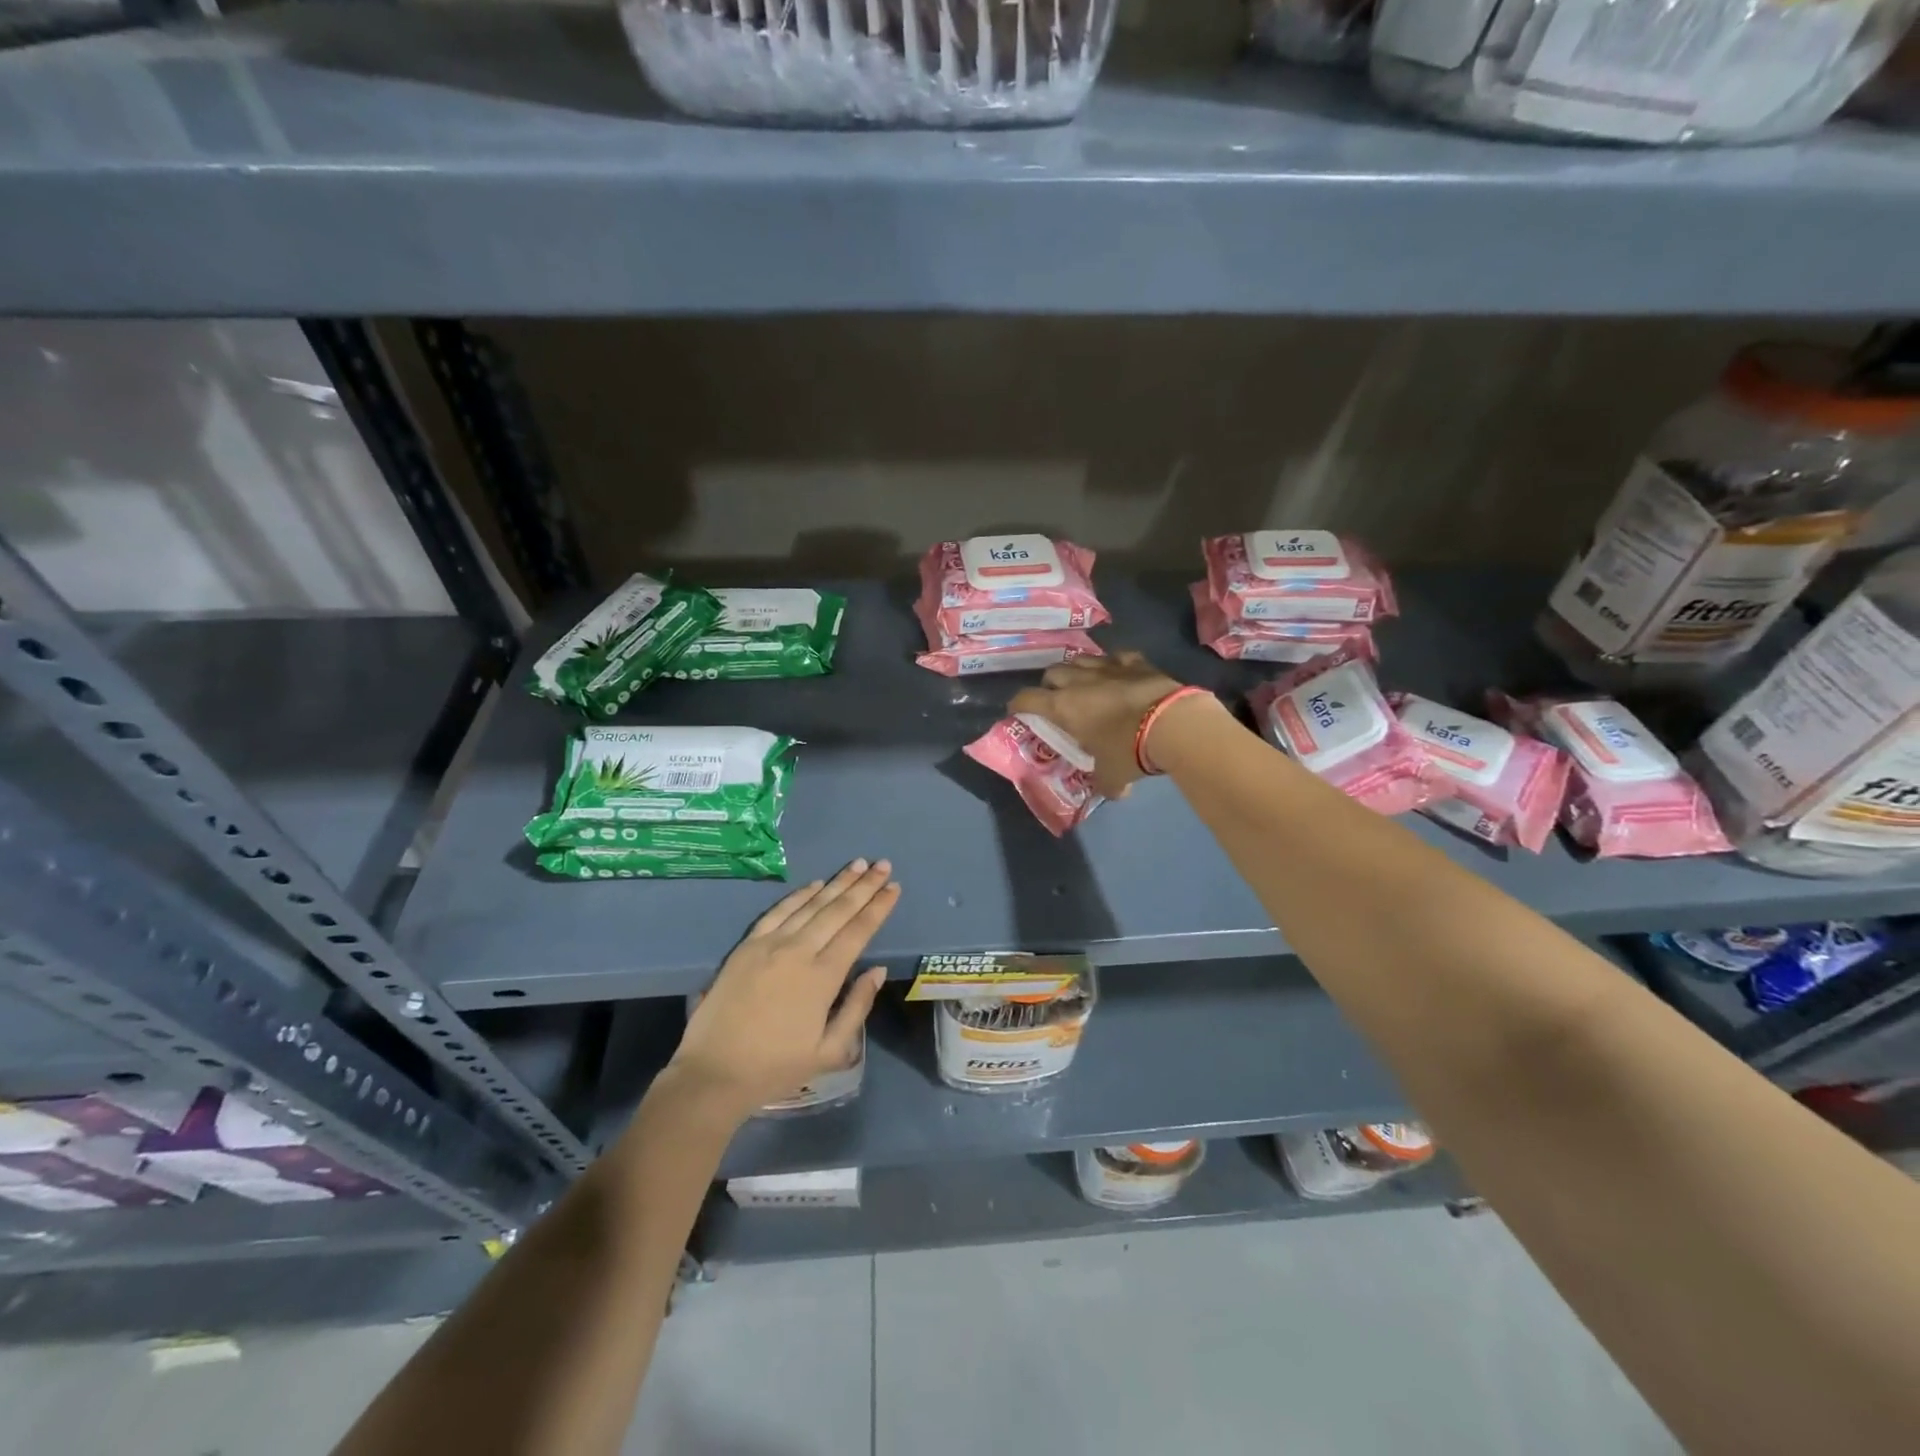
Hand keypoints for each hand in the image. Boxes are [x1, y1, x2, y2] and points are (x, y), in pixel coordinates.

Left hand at [667, 859, 899, 1122]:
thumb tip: (877, 970)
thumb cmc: (776, 1067)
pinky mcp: (746, 946)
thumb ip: (857, 1007)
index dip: (878, 907)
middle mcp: (798, 951)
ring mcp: (770, 944)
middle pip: (838, 910)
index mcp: (823, 977)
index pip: (858, 931)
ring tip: (858, 865)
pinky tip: (816, 884)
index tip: (894, 887)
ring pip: (811, 905)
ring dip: (837, 883)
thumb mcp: (829, 1051)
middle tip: (882, 865)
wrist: (713, 1073)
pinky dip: (800, 895)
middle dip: (864, 886)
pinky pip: (778, 911)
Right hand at [1009, 652, 1189, 797]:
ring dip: (1077, 671)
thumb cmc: (1130, 750)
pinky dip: (1113, 665)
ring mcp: (1108, 667)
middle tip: (1056, 701)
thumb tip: (1113, 792)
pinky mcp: (1136, 661)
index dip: (1018, 704)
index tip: (1017, 711)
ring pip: (1081, 659)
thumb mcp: (1112, 775)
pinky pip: (1116, 657)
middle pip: (1052, 672)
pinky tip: (1118, 674)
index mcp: (1063, 707)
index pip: (1026, 699)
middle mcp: (1079, 681)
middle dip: (1050, 685)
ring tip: (1084, 685)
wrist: (1173, 724)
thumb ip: (1105, 783)